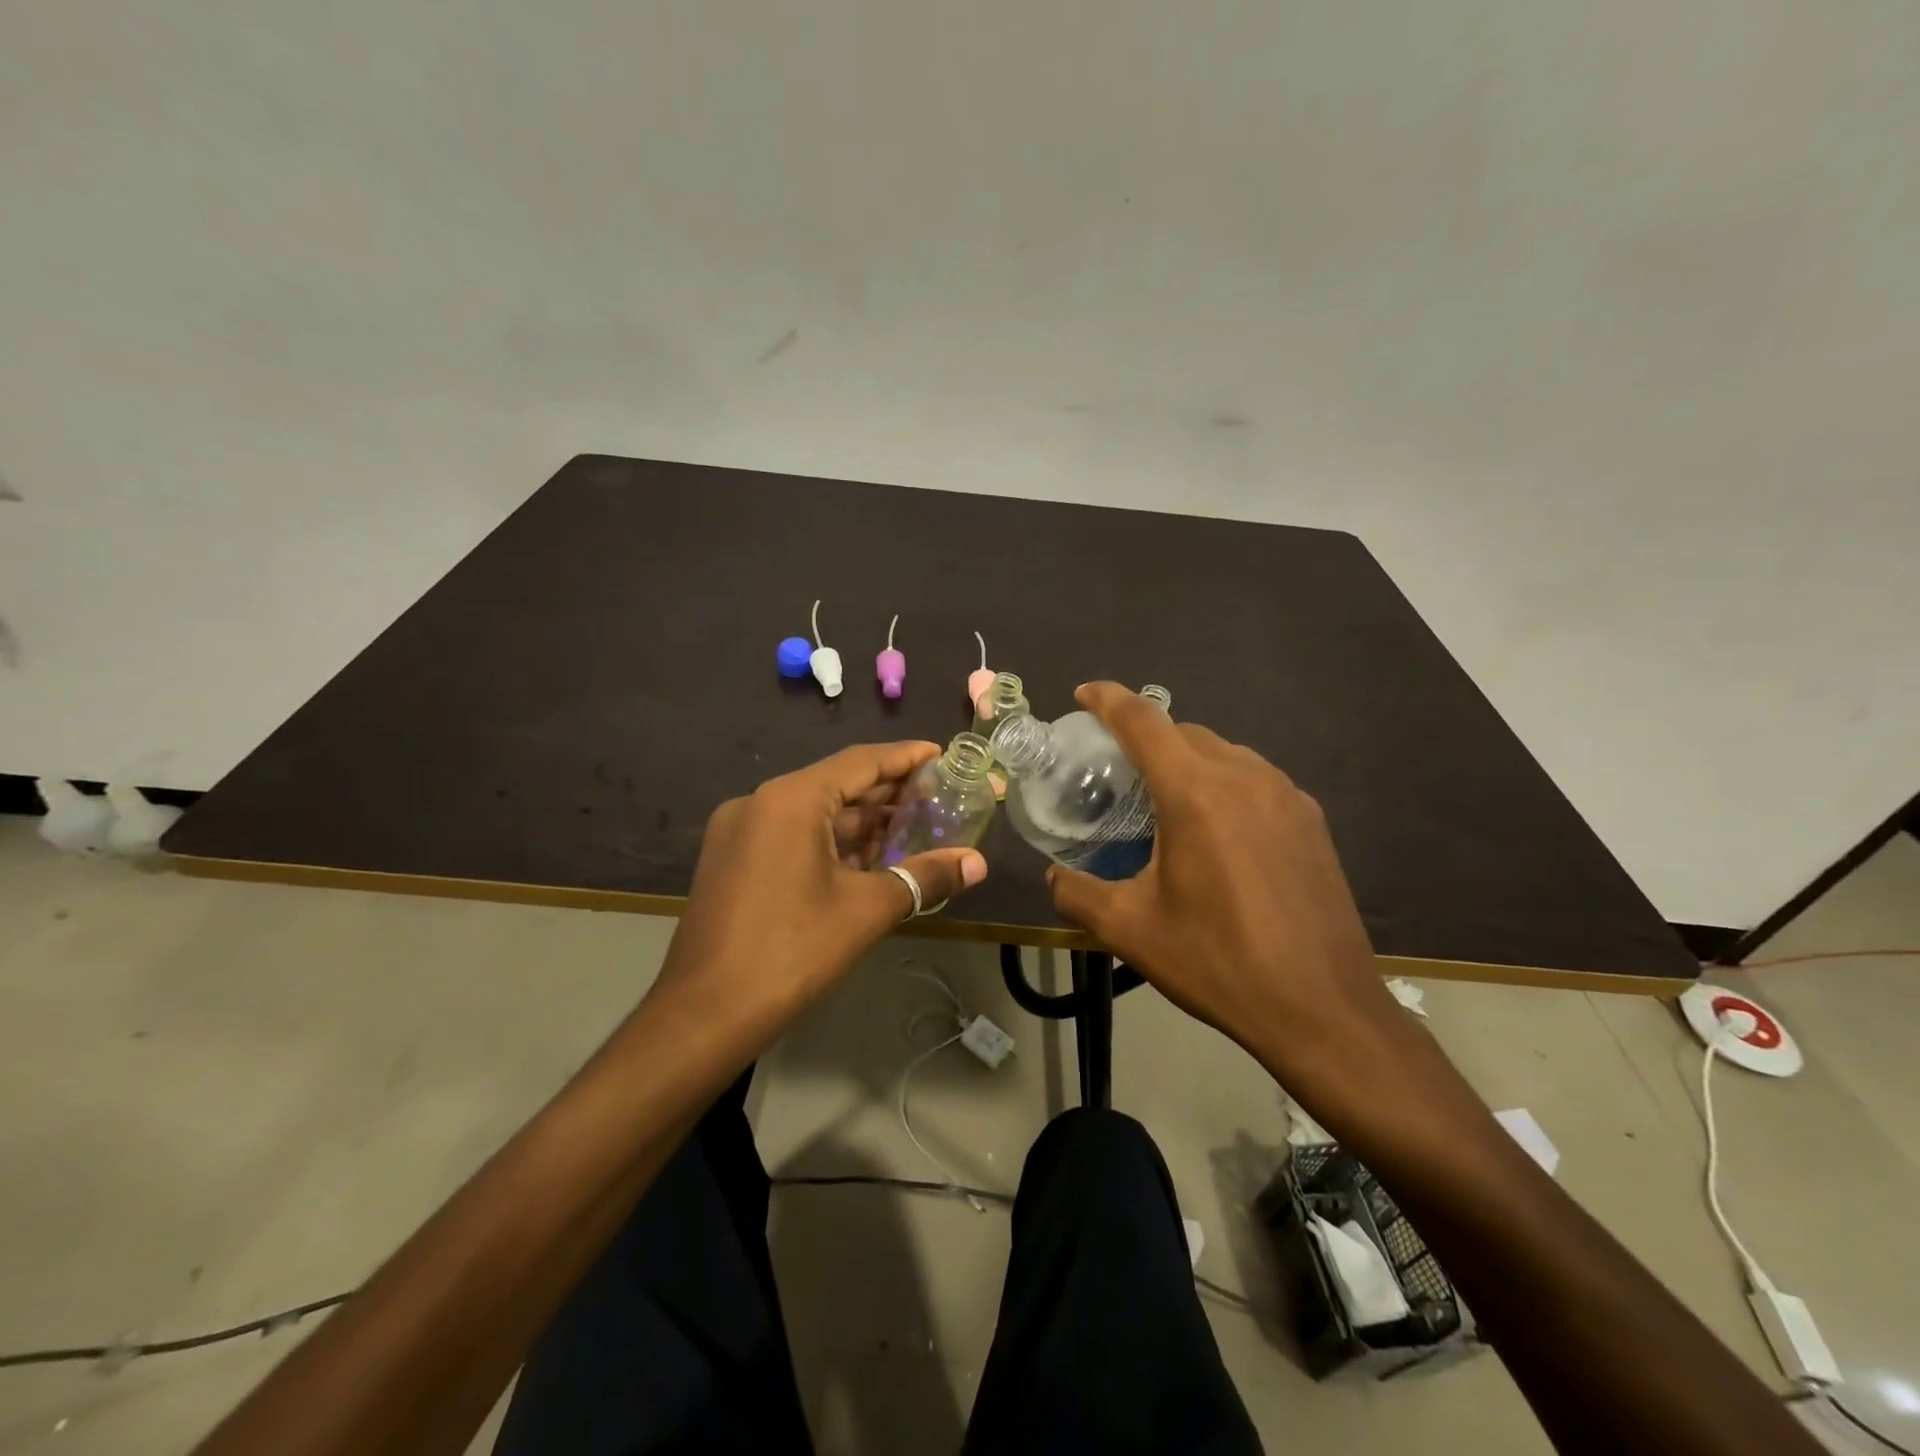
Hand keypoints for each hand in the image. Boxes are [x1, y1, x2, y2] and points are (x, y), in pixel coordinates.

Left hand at [648, 742, 988, 1049]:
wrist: (704, 1015)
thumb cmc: (791, 951)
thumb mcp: (867, 910)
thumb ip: (925, 877)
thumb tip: (977, 863)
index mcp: (790, 799)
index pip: (860, 762)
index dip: (905, 758)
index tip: (940, 754)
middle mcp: (760, 802)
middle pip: (836, 785)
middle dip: (886, 794)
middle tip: (936, 797)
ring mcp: (740, 832)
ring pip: (813, 813)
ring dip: (860, 822)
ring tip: (911, 829)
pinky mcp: (732, 861)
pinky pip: (792, 835)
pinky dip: (831, 843)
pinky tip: (867, 860)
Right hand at [1046, 684, 1400, 1091]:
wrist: (1323, 1010)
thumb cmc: (1218, 963)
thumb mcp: (1129, 931)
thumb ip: (1077, 893)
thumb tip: (1055, 876)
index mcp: (1196, 793)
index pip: (1143, 721)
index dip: (1108, 699)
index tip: (1083, 694)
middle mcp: (1244, 777)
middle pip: (1184, 732)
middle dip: (1146, 737)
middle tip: (1116, 770)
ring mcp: (1286, 796)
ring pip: (1224, 752)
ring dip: (1187, 761)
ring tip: (1164, 801)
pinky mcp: (1311, 821)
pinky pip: (1255, 779)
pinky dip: (1223, 784)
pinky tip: (1216, 831)